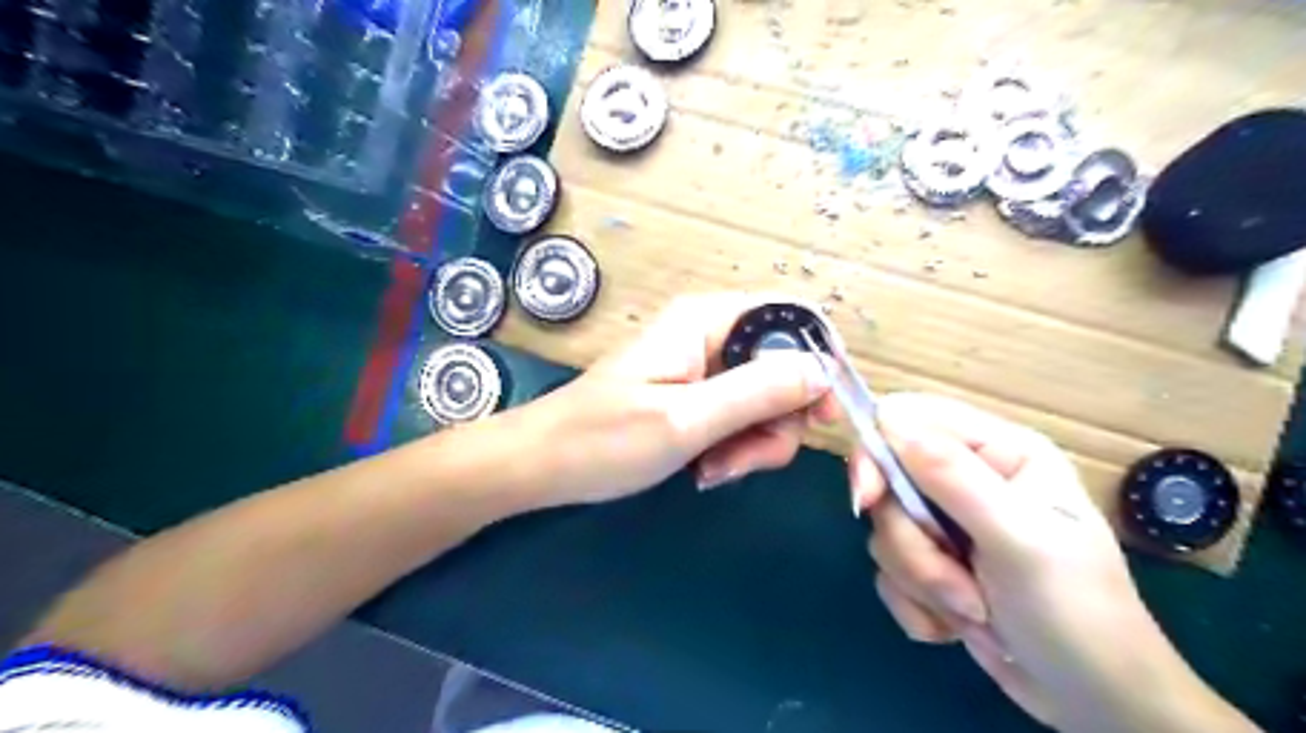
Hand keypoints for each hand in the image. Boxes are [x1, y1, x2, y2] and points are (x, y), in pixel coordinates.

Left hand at [520, 296, 834, 506]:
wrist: (542, 466)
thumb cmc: (603, 439)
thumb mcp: (686, 419)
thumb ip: (758, 392)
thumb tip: (824, 371)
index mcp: (706, 320)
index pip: (791, 317)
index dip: (819, 362)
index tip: (825, 417)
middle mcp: (710, 335)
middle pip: (784, 367)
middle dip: (779, 420)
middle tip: (747, 459)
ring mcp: (703, 369)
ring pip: (766, 401)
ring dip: (755, 443)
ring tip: (714, 470)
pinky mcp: (695, 398)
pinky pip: (740, 418)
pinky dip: (735, 448)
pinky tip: (706, 470)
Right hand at [853, 395, 1207, 732]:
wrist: (1095, 704)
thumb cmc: (1076, 613)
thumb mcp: (1020, 541)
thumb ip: (953, 477)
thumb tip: (889, 422)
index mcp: (997, 452)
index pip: (909, 419)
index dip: (877, 452)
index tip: (867, 500)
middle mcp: (966, 479)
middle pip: (888, 484)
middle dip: (913, 544)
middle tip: (957, 584)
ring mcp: (947, 524)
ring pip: (886, 532)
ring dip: (922, 581)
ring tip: (976, 614)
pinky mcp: (932, 564)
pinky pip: (888, 571)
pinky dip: (918, 606)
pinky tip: (959, 628)